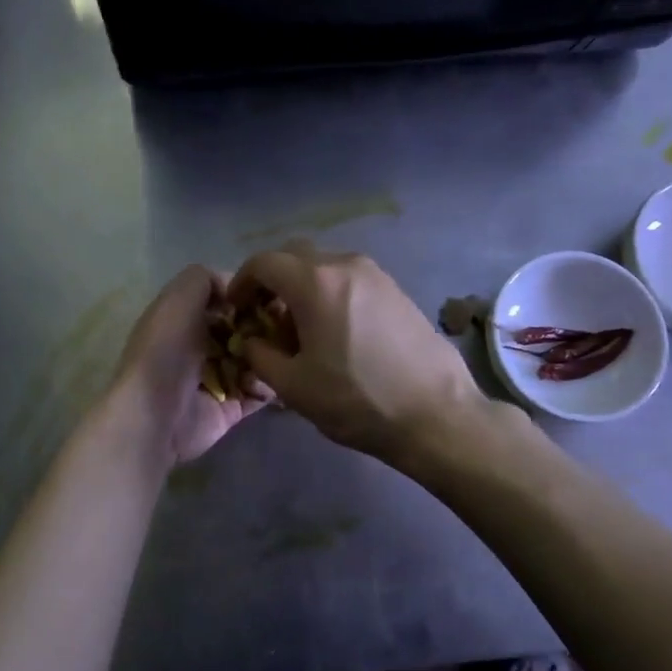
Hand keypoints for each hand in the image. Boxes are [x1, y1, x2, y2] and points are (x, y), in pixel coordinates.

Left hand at [112, 264, 268, 467]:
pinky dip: (271, 386)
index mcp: (185, 318)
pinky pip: (259, 393)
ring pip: (257, 360)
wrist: (155, 415)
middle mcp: (201, 346)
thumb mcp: (179, 298)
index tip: (276, 294)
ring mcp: (217, 379)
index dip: (249, 295)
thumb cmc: (166, 351)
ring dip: (273, 356)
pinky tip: (277, 379)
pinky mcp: (230, 408)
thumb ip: (204, 278)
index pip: (225, 300)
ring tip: (287, 353)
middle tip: (292, 325)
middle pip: (245, 329)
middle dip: (268, 326)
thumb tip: (234, 286)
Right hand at [227, 240, 483, 464]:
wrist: (435, 413)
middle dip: (272, 281)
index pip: (264, 262)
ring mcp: (376, 275)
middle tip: (263, 316)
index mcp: (316, 282)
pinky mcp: (396, 290)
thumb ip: (259, 355)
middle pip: (294, 257)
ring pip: (325, 267)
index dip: (242, 282)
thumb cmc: (357, 400)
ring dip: (302, 288)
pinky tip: (334, 331)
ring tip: (300, 329)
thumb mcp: (293, 386)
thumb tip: (250, 340)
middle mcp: (346, 265)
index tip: (236, 308)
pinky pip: (350, 280)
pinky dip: (330, 294)